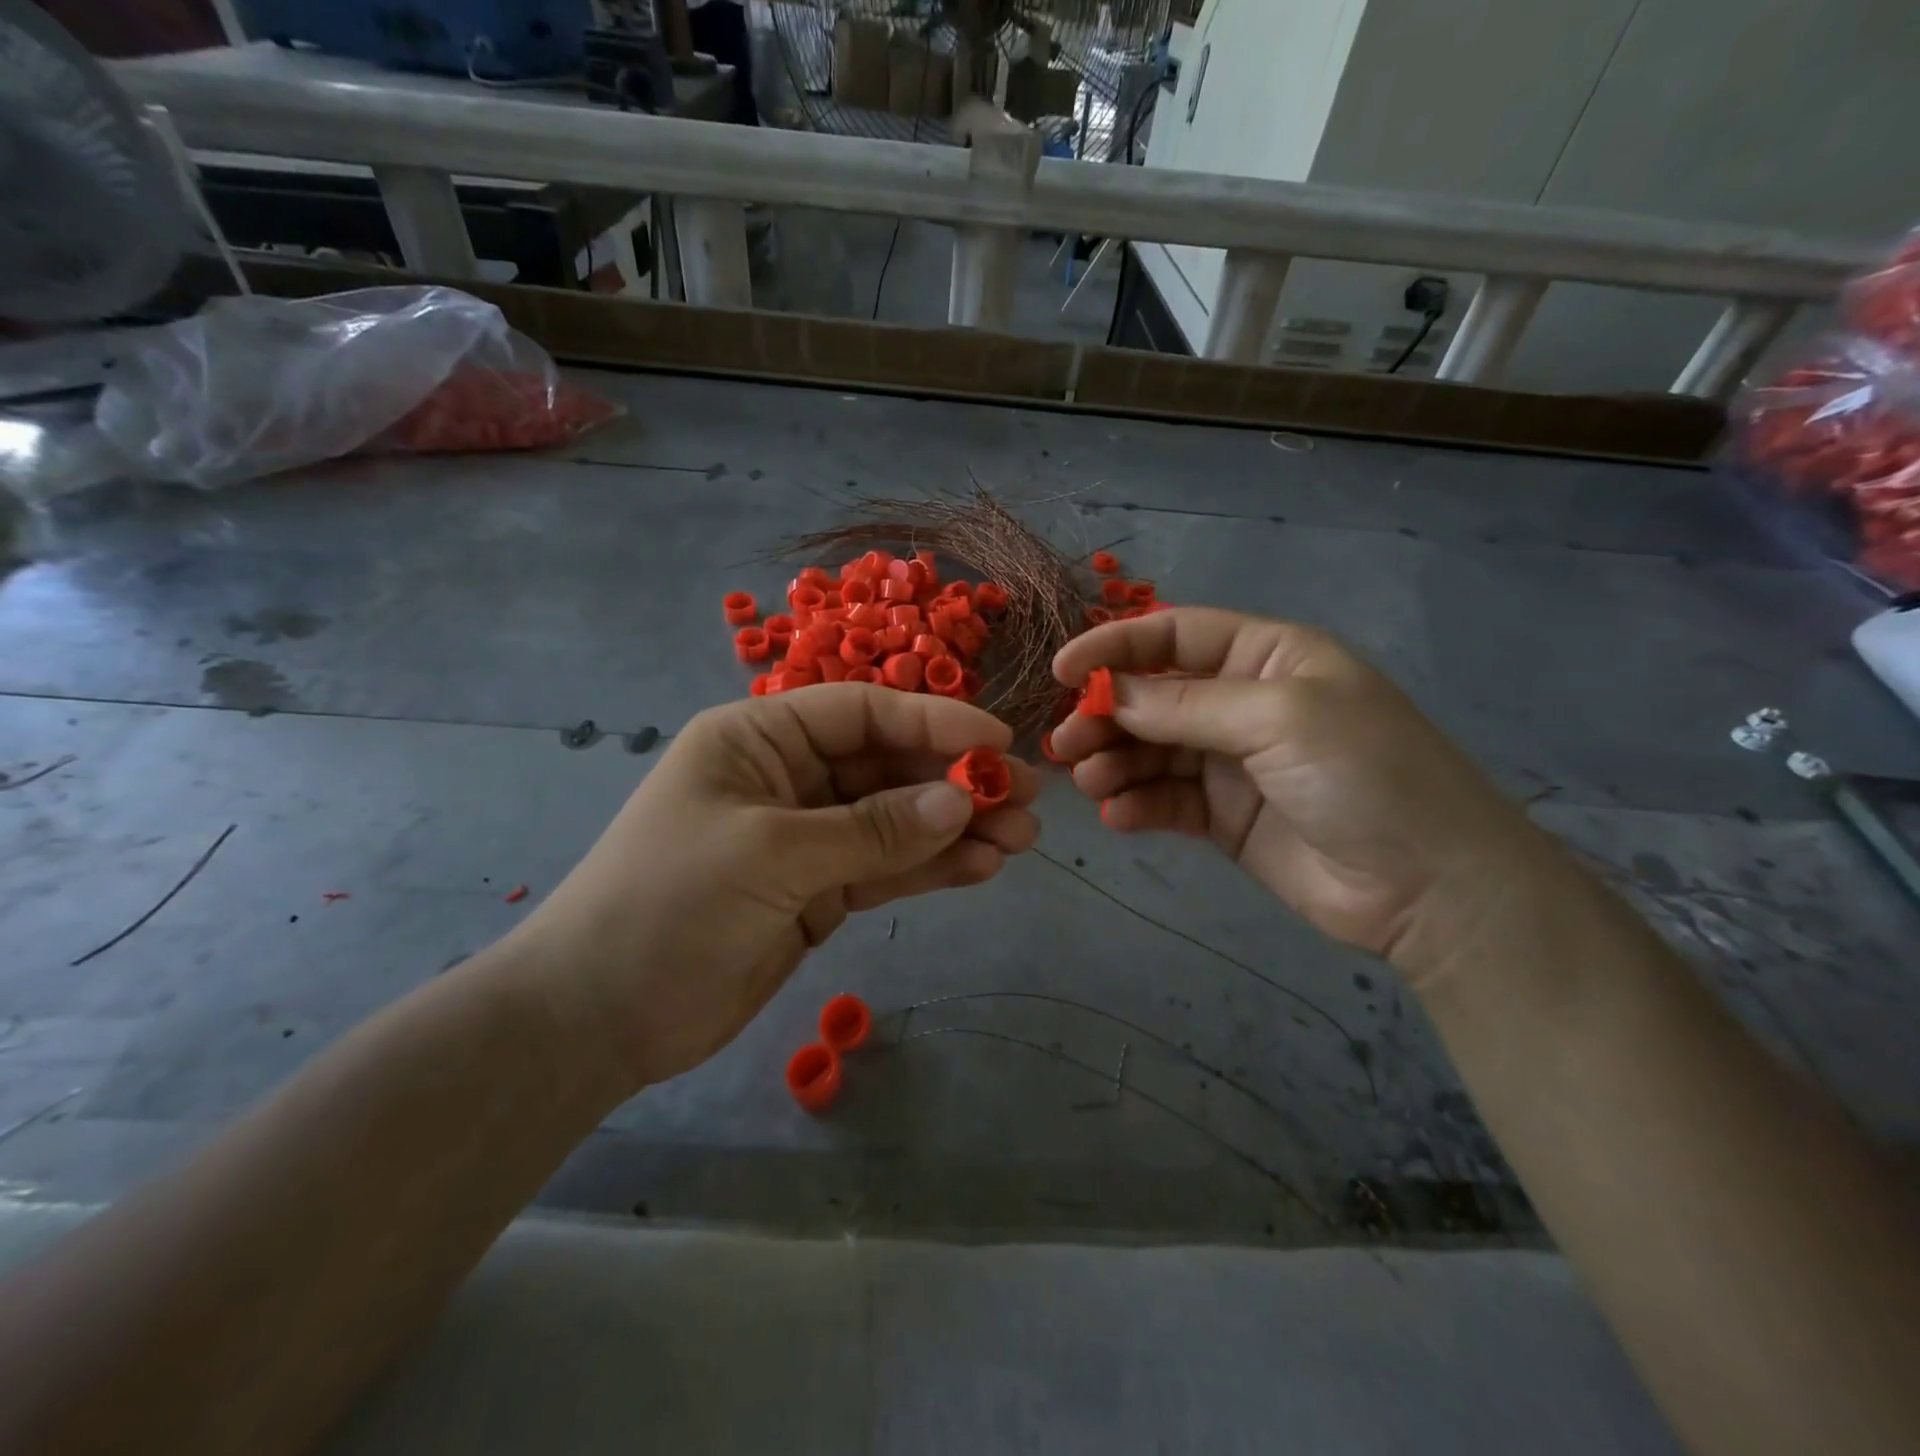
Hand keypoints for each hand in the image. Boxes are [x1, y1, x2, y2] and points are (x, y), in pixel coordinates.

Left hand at [506, 685, 1038, 1087]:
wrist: (598, 1018)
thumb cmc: (668, 906)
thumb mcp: (772, 855)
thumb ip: (871, 830)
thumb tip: (959, 804)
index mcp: (759, 739)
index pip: (862, 713)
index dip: (933, 722)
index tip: (997, 744)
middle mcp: (788, 778)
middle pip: (887, 768)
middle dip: (955, 783)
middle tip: (1026, 798)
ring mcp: (806, 838)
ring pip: (895, 822)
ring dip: (955, 829)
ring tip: (1021, 839)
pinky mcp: (816, 892)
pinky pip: (884, 870)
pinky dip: (929, 869)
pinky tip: (981, 868)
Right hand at [1050, 608, 1538, 964]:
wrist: (1431, 887)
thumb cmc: (1365, 774)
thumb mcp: (1278, 719)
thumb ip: (1185, 705)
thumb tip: (1107, 692)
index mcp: (1266, 657)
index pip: (1174, 635)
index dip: (1115, 647)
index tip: (1062, 672)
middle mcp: (1243, 702)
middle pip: (1153, 695)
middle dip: (1107, 714)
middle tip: (1066, 742)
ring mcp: (1232, 762)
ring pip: (1151, 750)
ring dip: (1114, 761)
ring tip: (1090, 781)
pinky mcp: (1223, 817)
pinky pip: (1165, 800)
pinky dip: (1136, 804)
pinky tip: (1120, 816)